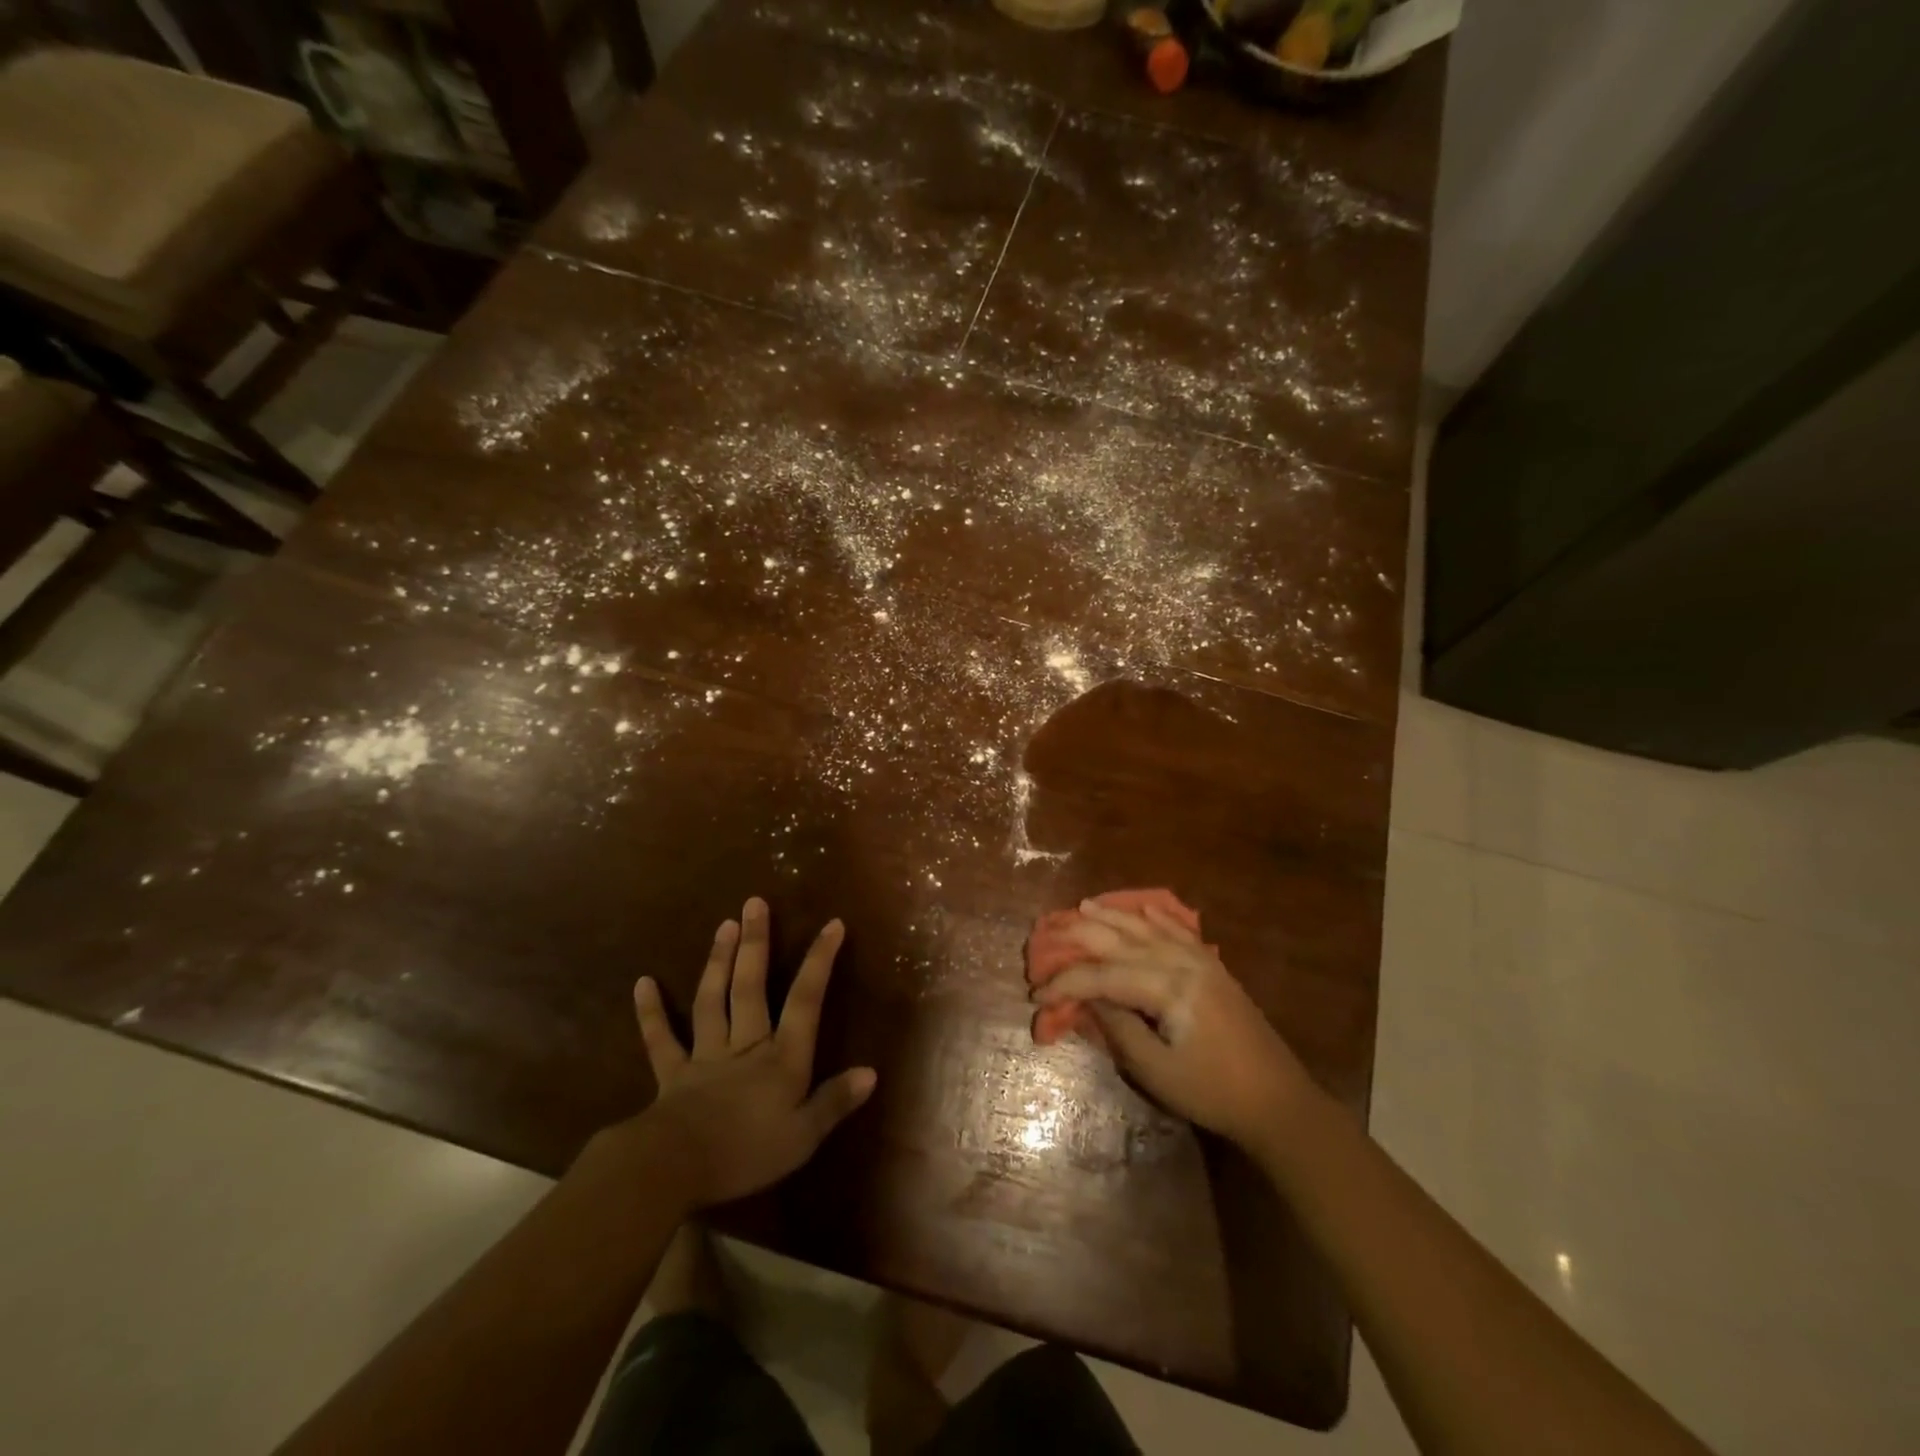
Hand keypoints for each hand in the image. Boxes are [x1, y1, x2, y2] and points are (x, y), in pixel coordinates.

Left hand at [632, 898, 875, 1208]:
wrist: (674, 1168)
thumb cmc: (746, 1153)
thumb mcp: (803, 1137)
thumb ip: (834, 1102)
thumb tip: (870, 1072)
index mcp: (781, 1058)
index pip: (805, 1000)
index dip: (819, 961)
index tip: (832, 924)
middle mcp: (746, 1045)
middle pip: (751, 987)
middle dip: (756, 944)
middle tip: (754, 903)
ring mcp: (706, 1055)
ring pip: (713, 1000)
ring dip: (718, 962)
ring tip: (723, 925)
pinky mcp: (673, 1073)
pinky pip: (660, 1039)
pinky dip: (651, 1012)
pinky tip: (642, 983)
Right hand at [1031, 899, 1312, 1148]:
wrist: (1278, 1101)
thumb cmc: (1213, 1092)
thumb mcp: (1157, 1071)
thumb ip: (1119, 1028)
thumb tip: (1088, 997)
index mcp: (1167, 988)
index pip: (1103, 975)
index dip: (1066, 982)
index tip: (1036, 994)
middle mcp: (1182, 963)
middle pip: (1122, 941)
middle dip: (1081, 936)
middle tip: (1048, 933)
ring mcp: (1201, 961)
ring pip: (1148, 929)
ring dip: (1113, 916)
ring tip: (1083, 906)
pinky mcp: (1214, 969)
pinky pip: (1180, 932)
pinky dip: (1159, 918)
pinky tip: (1145, 909)